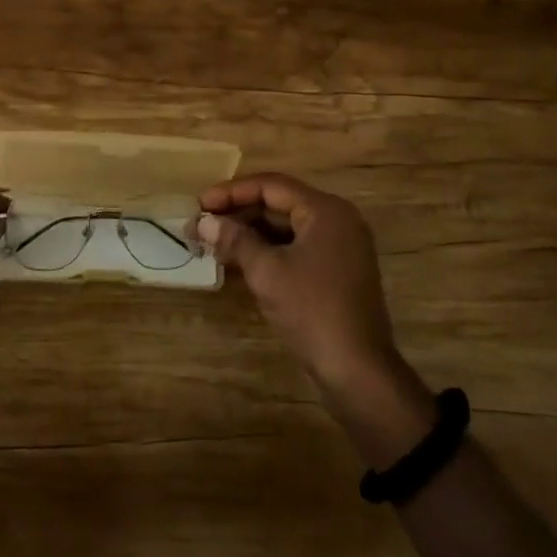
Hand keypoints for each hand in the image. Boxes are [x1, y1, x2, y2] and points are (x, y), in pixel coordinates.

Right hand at [198, 172, 432, 462]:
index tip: (199, 204)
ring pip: (285, 228)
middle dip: (238, 213)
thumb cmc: (312, 310)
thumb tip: (203, 222)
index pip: (271, 186)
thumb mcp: (267, 271)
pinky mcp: (334, 271)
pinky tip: (237, 261)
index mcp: (325, 210)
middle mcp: (336, 220)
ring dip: (249, 233)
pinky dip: (267, 251)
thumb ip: (235, 240)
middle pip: (279, 204)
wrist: (357, 370)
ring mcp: (338, 247)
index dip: (231, 192)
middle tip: (202, 225)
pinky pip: (295, 248)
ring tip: (212, 242)